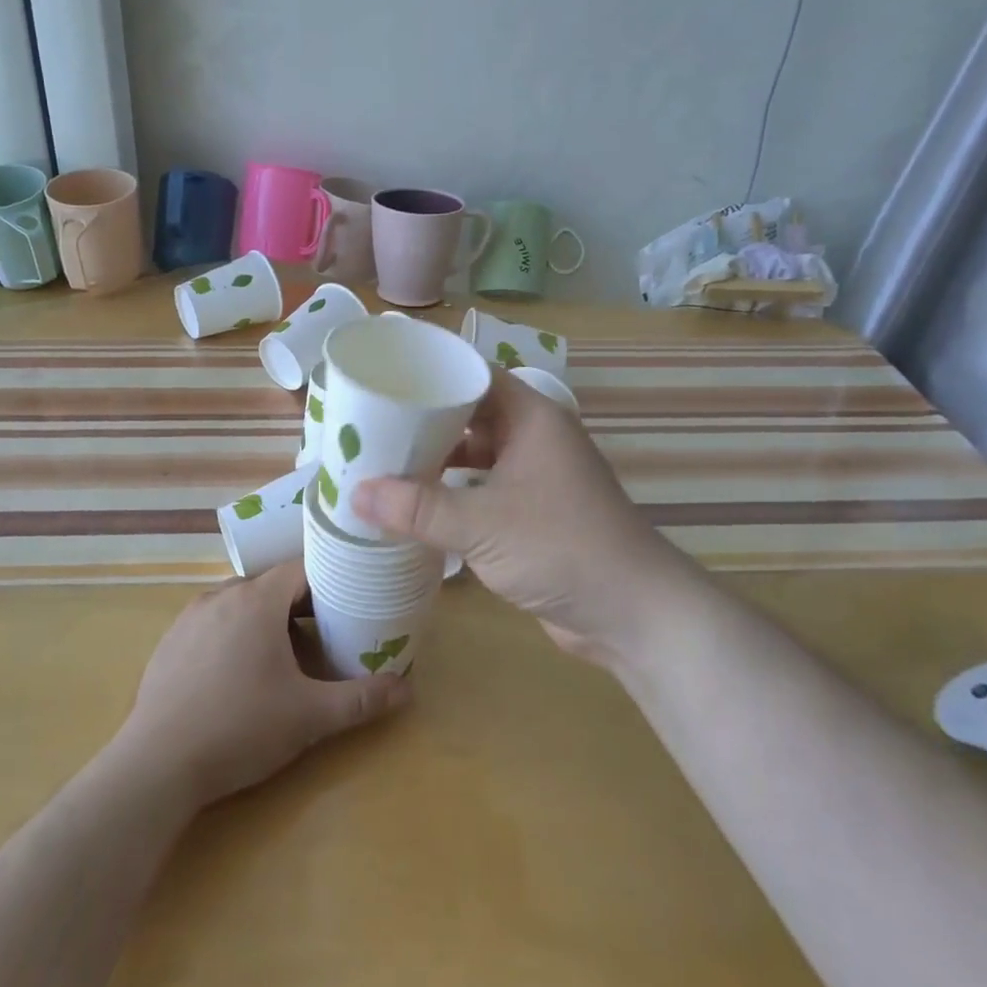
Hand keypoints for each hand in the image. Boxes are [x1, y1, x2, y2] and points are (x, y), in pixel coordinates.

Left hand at [115, 562, 411, 806]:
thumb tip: (408, 689)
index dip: (329, 579)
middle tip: (326, 631)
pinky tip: (238, 672)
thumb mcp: (309, 716)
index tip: (351, 599)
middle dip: (300, 603)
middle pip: (271, 584)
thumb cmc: (240, 728)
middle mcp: (221, 595)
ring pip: (240, 602)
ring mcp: (189, 617)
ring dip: (265, 618)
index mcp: (256, 599)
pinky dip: (233, 633)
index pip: (301, 567)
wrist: (156, 765)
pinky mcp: (169, 642)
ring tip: (285, 652)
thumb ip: (360, 699)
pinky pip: (212, 622)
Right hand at [351, 370, 693, 663]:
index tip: (383, 378)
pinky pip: (482, 490)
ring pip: (475, 454)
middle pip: (470, 413)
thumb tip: (354, 493)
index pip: (473, 374)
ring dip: (435, 460)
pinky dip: (451, 494)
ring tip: (381, 462)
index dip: (430, 373)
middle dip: (423, 421)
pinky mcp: (531, 514)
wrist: (632, 613)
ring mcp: (535, 477)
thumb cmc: (561, 547)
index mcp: (530, 417)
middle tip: (369, 424)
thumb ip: (417, 508)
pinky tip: (414, 505)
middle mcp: (533, 438)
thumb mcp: (481, 524)